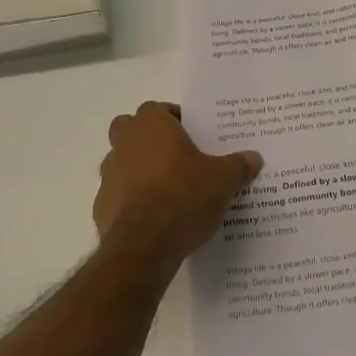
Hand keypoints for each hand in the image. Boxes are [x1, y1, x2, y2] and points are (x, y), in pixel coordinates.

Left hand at [94, 102, 261, 269]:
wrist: (145, 246)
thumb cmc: (184, 196)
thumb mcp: (223, 180)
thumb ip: (238, 166)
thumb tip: (254, 158)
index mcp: (151, 126)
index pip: (157, 109)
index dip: (173, 119)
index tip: (191, 136)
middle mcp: (124, 143)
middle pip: (129, 129)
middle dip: (146, 139)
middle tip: (174, 157)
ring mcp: (109, 175)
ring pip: (120, 162)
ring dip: (137, 170)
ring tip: (166, 190)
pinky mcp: (101, 207)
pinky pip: (117, 195)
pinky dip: (130, 201)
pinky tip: (153, 218)